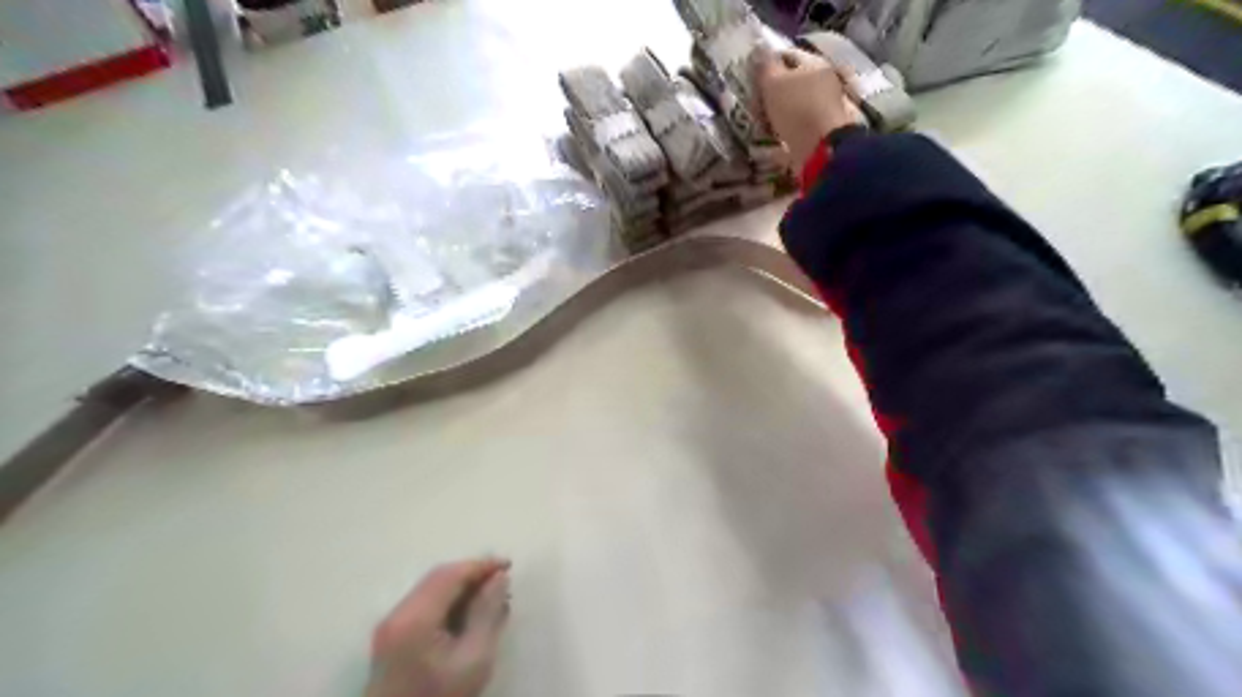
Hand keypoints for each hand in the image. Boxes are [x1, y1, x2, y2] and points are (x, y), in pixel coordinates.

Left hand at [365, 558, 512, 695]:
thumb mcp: (474, 659)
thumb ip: (487, 613)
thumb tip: (499, 578)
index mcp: (415, 617)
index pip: (451, 575)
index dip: (481, 565)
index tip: (509, 566)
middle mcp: (397, 614)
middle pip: (438, 578)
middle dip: (472, 574)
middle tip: (503, 580)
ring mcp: (390, 626)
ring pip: (430, 590)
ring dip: (461, 587)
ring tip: (491, 597)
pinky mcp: (391, 638)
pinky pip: (423, 605)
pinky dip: (448, 601)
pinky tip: (469, 614)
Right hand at [757, 49, 864, 169]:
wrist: (820, 149)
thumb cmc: (797, 109)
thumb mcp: (774, 83)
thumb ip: (765, 66)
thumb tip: (759, 48)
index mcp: (814, 64)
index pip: (787, 56)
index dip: (767, 64)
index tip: (749, 78)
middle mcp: (822, 82)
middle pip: (791, 82)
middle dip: (771, 92)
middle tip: (752, 102)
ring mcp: (822, 108)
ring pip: (793, 105)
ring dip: (776, 112)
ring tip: (759, 121)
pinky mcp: (818, 131)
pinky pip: (795, 125)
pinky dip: (783, 129)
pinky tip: (771, 136)